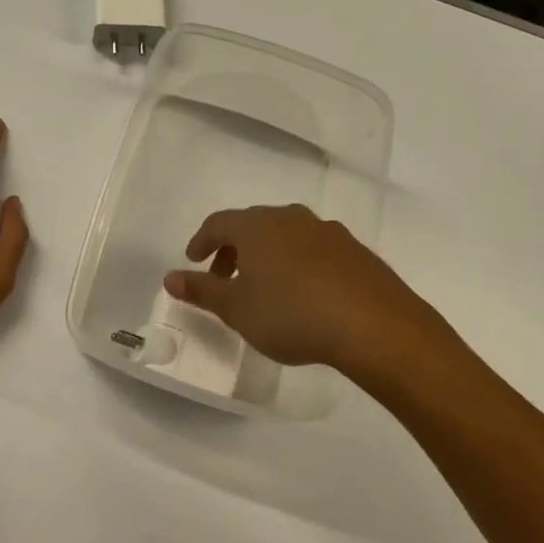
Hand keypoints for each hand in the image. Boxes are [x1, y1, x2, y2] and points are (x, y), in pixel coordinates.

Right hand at [164, 204, 450, 385]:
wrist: (374, 325)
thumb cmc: (292, 314)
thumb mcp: (237, 309)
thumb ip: (201, 291)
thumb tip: (169, 278)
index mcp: (256, 226)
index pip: (219, 223)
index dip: (201, 241)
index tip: (193, 260)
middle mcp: (290, 218)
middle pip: (252, 225)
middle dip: (233, 249)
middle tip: (224, 277)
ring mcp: (326, 231)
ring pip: (285, 235)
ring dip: (267, 255)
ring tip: (265, 286)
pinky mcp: (354, 250)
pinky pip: (314, 249)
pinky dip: (298, 263)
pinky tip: (305, 292)